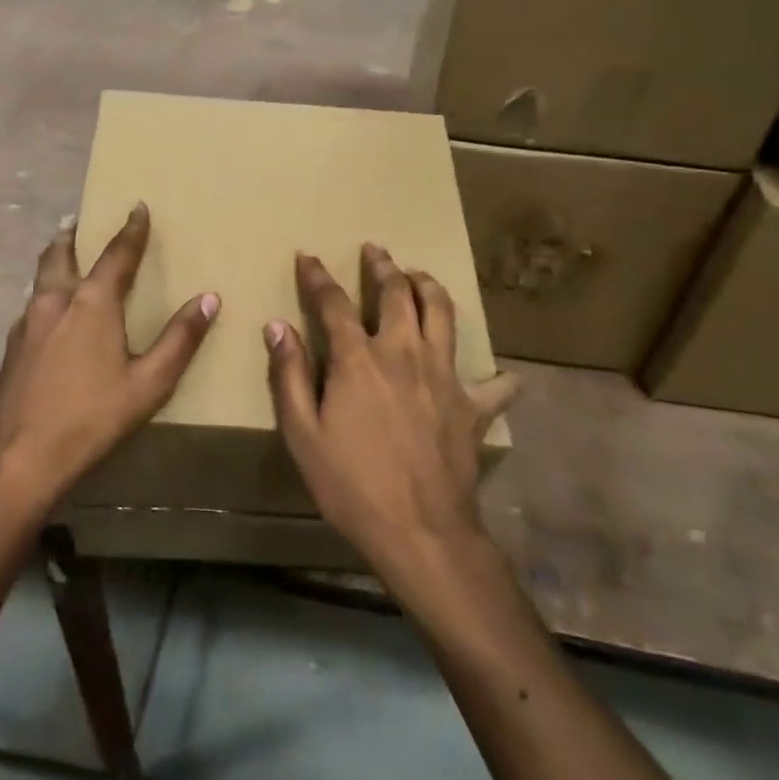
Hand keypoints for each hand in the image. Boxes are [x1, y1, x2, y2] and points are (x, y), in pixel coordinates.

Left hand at [0, 203, 218, 507]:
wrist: (18, 459)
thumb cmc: (91, 419)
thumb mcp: (149, 383)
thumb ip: (180, 339)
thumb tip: (209, 298)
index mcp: (91, 304)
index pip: (116, 255)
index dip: (130, 230)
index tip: (137, 206)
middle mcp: (53, 302)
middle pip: (60, 255)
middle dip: (73, 236)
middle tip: (79, 222)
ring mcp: (25, 325)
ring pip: (40, 279)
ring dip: (54, 262)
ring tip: (64, 259)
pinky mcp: (10, 349)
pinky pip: (31, 306)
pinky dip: (44, 294)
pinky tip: (49, 315)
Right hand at [265, 245, 519, 568]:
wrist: (419, 529)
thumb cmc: (349, 483)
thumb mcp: (302, 432)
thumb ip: (289, 374)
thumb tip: (276, 326)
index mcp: (359, 359)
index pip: (334, 303)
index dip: (318, 276)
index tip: (309, 257)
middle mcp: (404, 352)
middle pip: (397, 294)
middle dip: (383, 267)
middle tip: (376, 251)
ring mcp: (445, 376)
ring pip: (443, 314)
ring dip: (430, 287)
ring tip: (420, 276)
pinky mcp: (473, 406)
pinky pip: (494, 385)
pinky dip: (497, 377)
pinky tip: (502, 376)